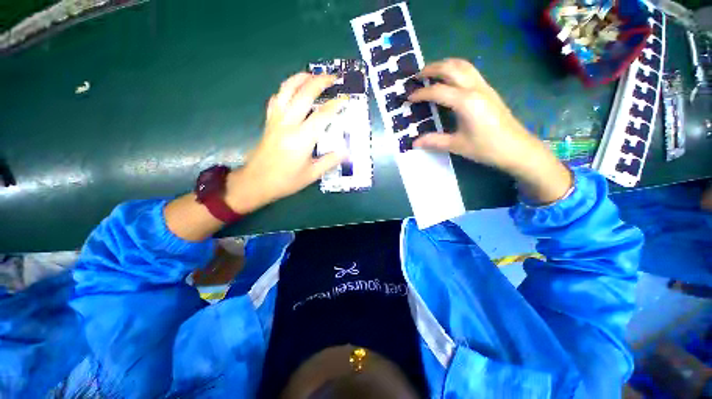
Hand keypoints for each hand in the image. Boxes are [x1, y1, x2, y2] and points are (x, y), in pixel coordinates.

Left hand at [226, 73, 346, 213]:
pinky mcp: (269, 122)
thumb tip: (346, 152)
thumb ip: (330, 161)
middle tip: (333, 77)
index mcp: (302, 139)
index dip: (335, 105)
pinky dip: (285, 91)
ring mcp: (276, 120)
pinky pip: (276, 99)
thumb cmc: (286, 181)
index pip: (322, 115)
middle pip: (304, 94)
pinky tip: (292, 92)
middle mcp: (288, 124)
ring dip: (300, 79)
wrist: (256, 182)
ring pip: (286, 90)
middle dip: (320, 82)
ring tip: (312, 75)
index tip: (345, 99)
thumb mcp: (312, 174)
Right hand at [408, 58, 571, 203]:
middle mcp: (475, 88)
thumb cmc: (487, 148)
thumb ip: (434, 141)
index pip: (438, 91)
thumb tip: (414, 142)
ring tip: (431, 73)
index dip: (421, 93)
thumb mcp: (457, 145)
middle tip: (417, 76)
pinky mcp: (488, 90)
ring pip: (463, 65)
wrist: (517, 148)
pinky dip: (456, 69)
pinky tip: (449, 80)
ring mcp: (484, 87)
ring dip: (445, 65)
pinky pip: (470, 71)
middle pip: (451, 68)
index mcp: (466, 102)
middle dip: (432, 68)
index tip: (408, 98)